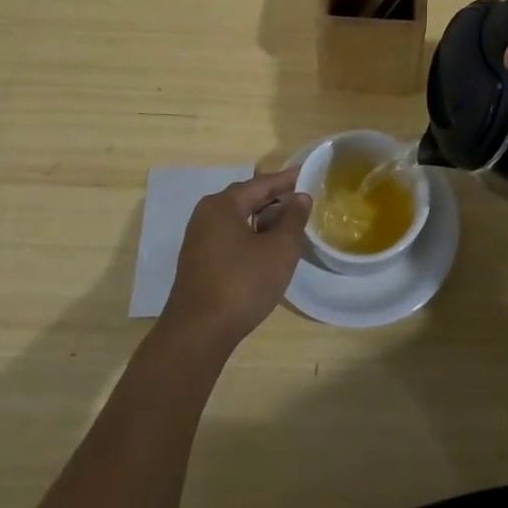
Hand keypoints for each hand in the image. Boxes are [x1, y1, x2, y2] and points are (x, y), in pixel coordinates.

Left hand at [162, 168, 311, 348]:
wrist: (198, 333)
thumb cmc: (242, 283)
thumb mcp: (280, 249)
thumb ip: (293, 218)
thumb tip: (300, 197)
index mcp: (223, 205)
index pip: (262, 183)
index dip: (288, 180)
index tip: (309, 174)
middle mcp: (207, 215)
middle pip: (247, 198)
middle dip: (275, 199)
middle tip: (303, 201)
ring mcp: (199, 239)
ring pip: (239, 219)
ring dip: (264, 220)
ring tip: (290, 226)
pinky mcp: (199, 262)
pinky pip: (230, 237)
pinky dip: (251, 236)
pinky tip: (267, 249)